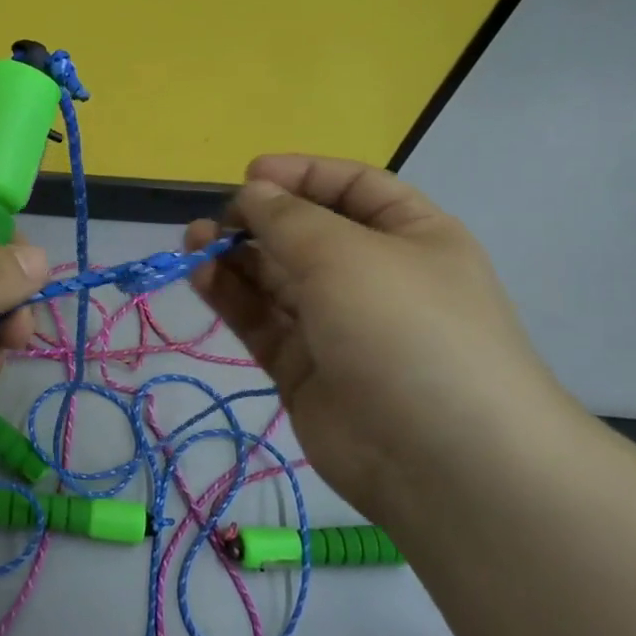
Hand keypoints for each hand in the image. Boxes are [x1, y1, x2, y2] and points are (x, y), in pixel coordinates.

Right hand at [185, 155, 573, 521]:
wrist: (442, 461)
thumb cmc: (406, 329)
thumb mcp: (347, 254)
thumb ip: (289, 219)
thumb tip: (252, 192)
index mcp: (410, 236)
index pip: (352, 188)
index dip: (301, 175)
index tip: (249, 174)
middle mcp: (374, 277)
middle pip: (306, 235)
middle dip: (257, 221)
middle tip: (211, 222)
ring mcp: (338, 327)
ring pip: (276, 281)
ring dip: (235, 258)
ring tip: (193, 244)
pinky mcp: (305, 370)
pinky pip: (263, 322)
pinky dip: (232, 299)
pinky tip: (201, 278)